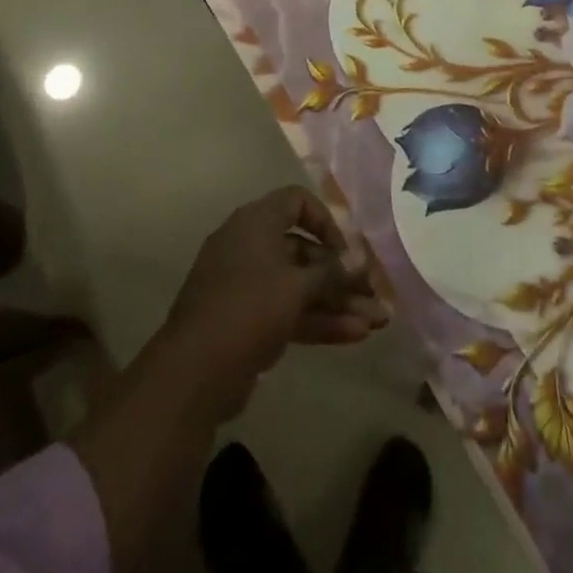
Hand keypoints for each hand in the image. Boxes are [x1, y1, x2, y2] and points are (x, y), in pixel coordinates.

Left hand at [161, 186, 388, 417]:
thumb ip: (332, 271)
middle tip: (374, 296)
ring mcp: (247, 284)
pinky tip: (354, 336)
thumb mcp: (297, 287)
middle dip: (341, 275)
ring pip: (299, 285)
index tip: (346, 249)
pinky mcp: (247, 319)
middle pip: (304, 250)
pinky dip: (318, 319)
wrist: (195, 370)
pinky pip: (288, 309)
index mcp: (256, 222)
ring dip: (337, 302)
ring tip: (376, 323)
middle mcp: (250, 245)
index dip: (325, 220)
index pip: (296, 201)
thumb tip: (360, 257)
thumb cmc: (249, 309)